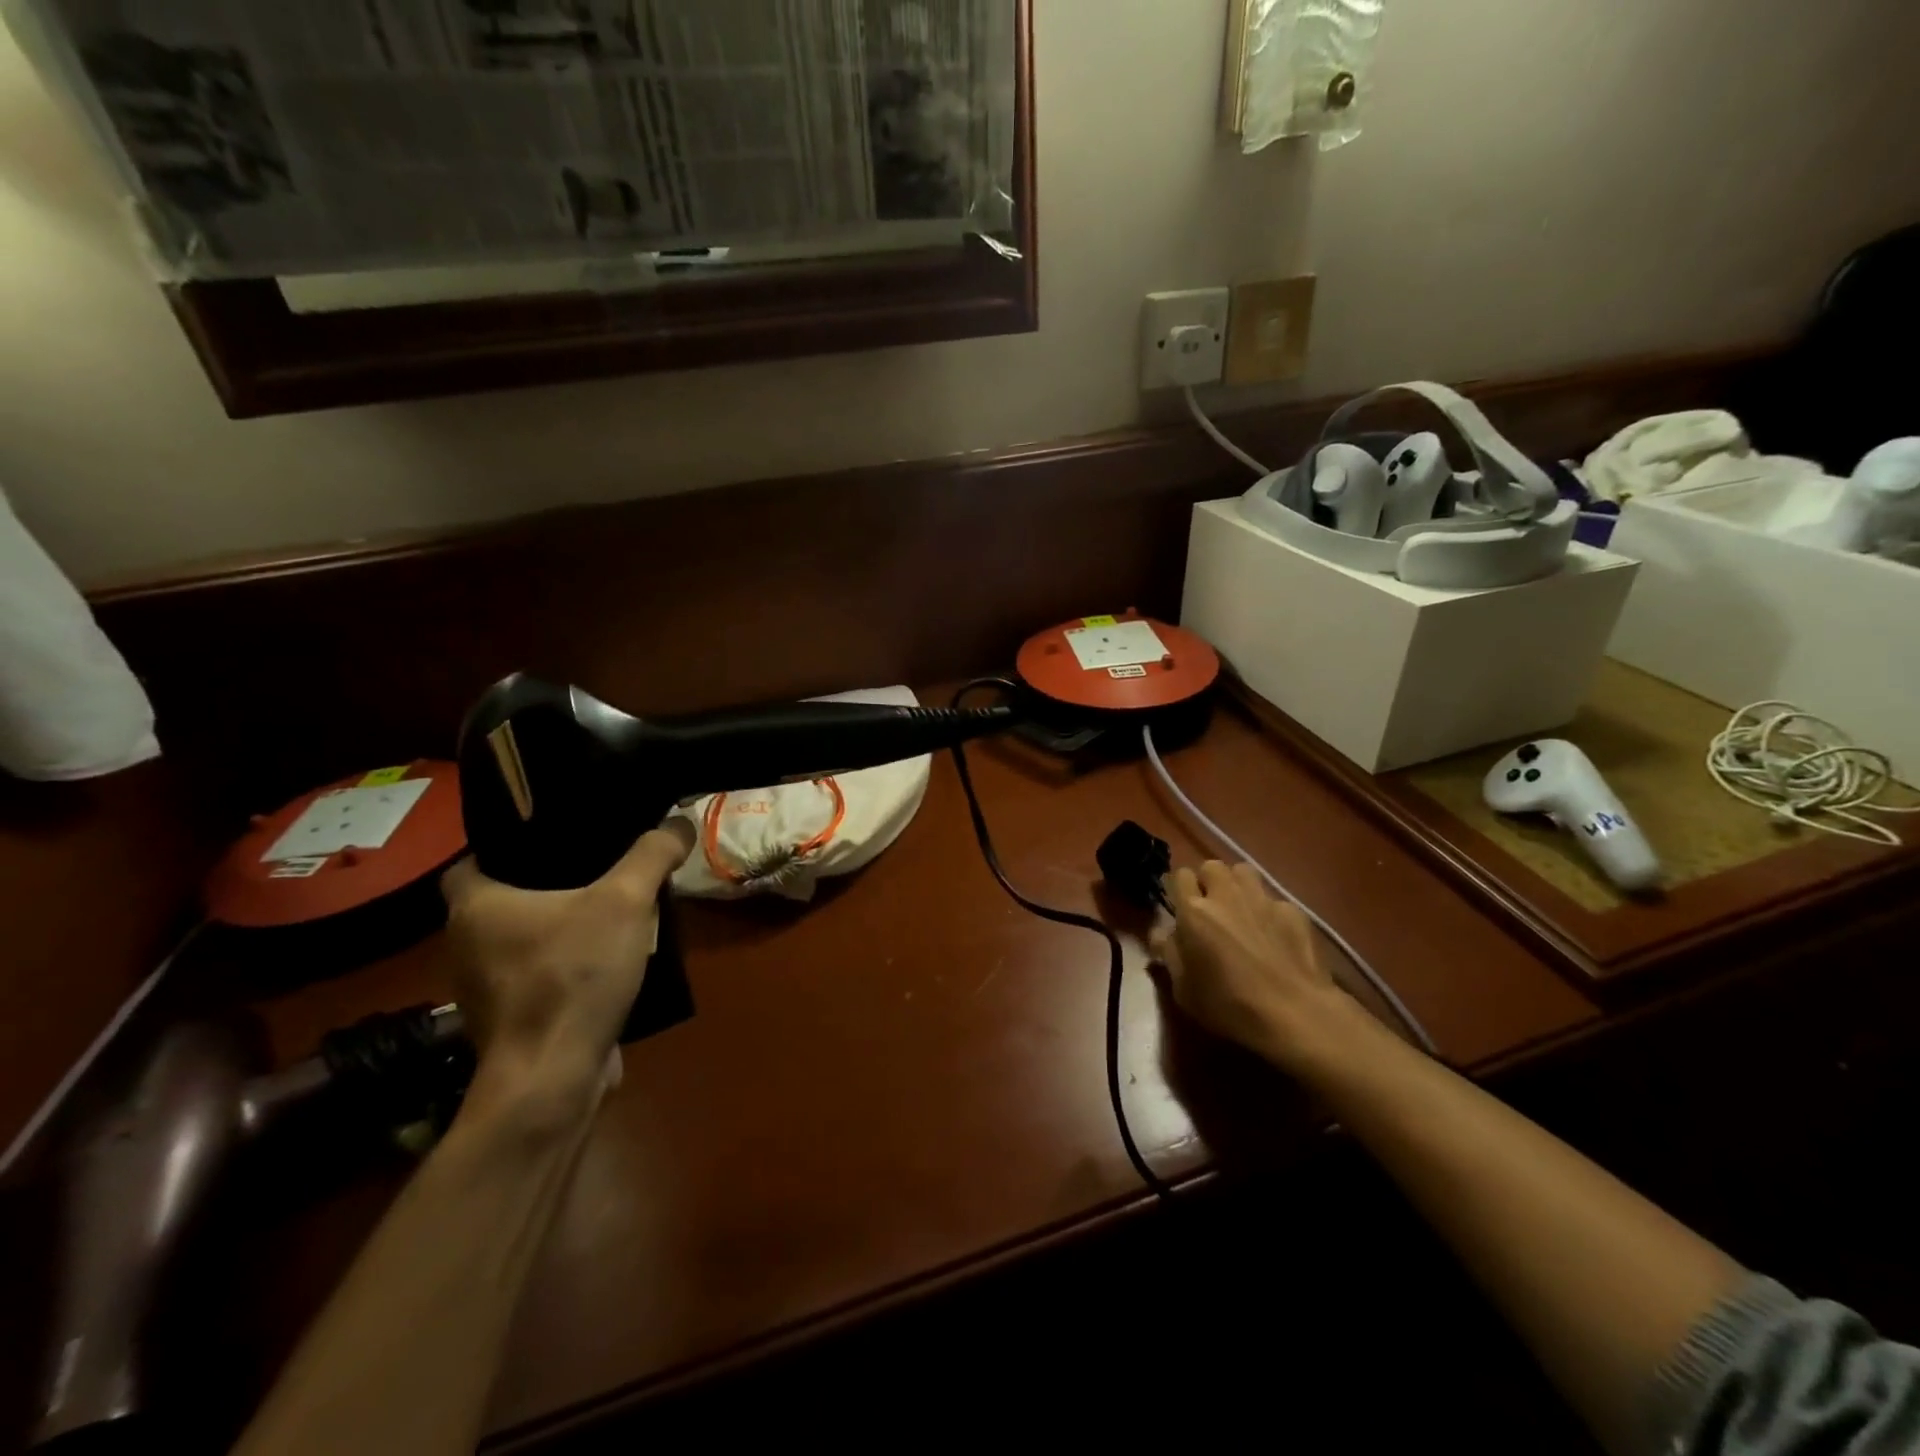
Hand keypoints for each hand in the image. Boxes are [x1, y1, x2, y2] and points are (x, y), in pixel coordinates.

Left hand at [441, 821, 693, 1108]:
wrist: (552, 1077)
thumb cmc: (572, 976)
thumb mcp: (625, 901)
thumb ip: (653, 855)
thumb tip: (680, 821)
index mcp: (474, 907)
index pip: (472, 860)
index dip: (508, 846)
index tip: (554, 841)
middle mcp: (464, 946)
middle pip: (501, 901)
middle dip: (544, 887)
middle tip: (595, 869)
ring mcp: (482, 989)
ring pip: (519, 941)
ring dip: (555, 930)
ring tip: (604, 913)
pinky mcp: (507, 1022)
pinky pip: (533, 977)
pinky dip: (560, 968)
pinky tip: (602, 964)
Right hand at [1149, 862, 1361, 1072]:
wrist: (1295, 1014)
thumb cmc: (1229, 1005)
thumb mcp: (1183, 989)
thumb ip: (1169, 954)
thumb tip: (1161, 933)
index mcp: (1194, 911)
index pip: (1180, 875)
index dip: (1178, 888)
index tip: (1179, 907)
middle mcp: (1227, 895)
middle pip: (1211, 866)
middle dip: (1207, 881)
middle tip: (1210, 908)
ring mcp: (1263, 900)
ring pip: (1243, 872)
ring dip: (1237, 885)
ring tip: (1240, 911)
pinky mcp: (1293, 911)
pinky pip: (1273, 899)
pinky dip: (1269, 911)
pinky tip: (1274, 935)